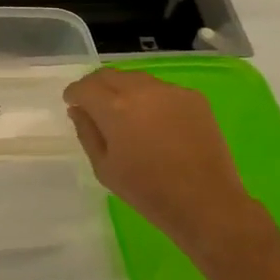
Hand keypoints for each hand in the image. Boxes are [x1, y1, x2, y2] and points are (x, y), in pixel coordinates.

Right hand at [64, 68, 254, 252]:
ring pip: (136, 79)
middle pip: (109, 75)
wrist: (206, 203)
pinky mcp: (193, 97)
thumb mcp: (104, 168)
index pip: (85, 87)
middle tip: (93, 105)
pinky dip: (151, 98)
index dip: (74, 94)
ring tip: (126, 112)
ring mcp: (170, 91)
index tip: (72, 104)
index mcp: (114, 107)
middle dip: (96, 86)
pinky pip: (162, 89)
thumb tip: (78, 110)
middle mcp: (141, 89)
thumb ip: (87, 132)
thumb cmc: (148, 192)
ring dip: (123, 89)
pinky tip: (155, 121)